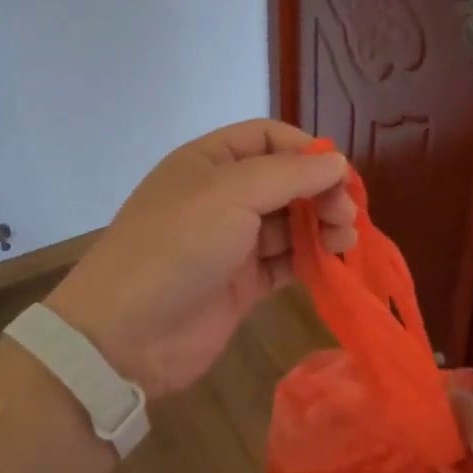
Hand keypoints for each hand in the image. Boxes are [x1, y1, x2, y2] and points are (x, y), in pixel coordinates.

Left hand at [43, 120, 356, 398]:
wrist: (127, 334)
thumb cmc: (177, 244)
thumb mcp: (232, 193)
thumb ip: (290, 174)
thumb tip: (338, 162)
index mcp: (210, 161)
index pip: (268, 138)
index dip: (305, 150)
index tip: (338, 173)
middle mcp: (222, 196)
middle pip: (285, 180)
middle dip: (320, 191)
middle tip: (346, 214)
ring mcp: (232, 241)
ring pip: (290, 222)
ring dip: (321, 225)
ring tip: (346, 238)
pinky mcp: (242, 282)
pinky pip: (285, 261)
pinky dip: (311, 259)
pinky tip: (332, 262)